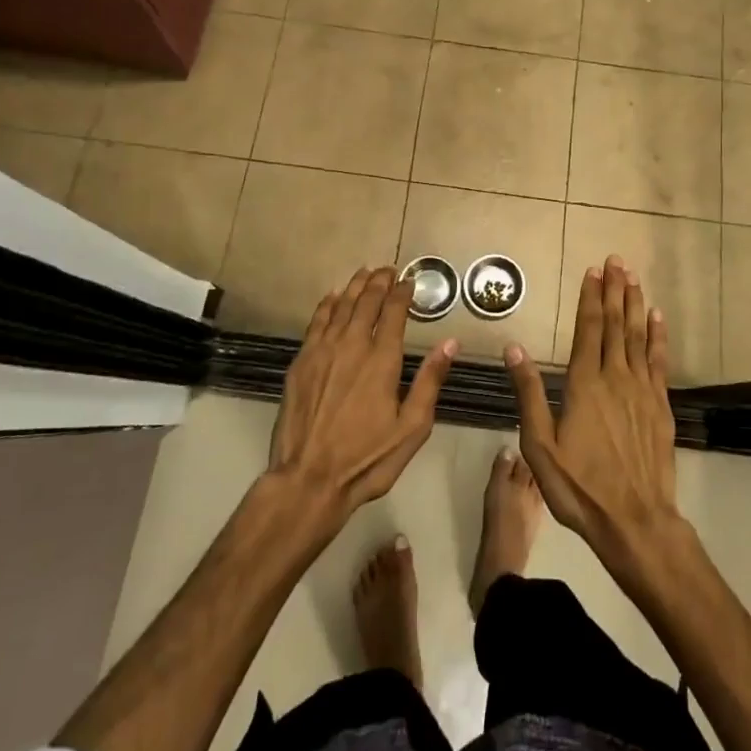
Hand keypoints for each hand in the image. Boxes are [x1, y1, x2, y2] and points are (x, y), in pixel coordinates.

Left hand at [266, 267, 455, 533]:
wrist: (309, 480)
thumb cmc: (368, 458)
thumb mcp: (412, 427)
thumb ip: (430, 381)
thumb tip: (450, 343)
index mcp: (382, 359)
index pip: (393, 312)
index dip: (402, 292)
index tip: (409, 280)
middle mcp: (352, 345)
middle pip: (366, 302)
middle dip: (379, 282)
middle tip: (387, 270)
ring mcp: (322, 352)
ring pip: (340, 307)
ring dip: (354, 287)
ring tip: (364, 273)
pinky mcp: (300, 363)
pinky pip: (316, 323)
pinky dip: (326, 306)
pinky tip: (332, 298)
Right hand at [504, 255, 685, 575]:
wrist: (635, 521)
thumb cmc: (580, 486)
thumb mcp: (540, 446)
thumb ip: (529, 393)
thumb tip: (513, 348)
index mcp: (585, 383)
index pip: (588, 329)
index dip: (590, 298)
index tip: (593, 270)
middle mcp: (616, 377)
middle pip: (616, 324)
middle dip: (615, 290)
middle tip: (617, 260)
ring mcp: (642, 390)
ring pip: (638, 336)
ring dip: (636, 305)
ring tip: (634, 278)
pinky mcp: (660, 406)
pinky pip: (658, 361)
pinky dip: (658, 336)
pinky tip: (657, 319)